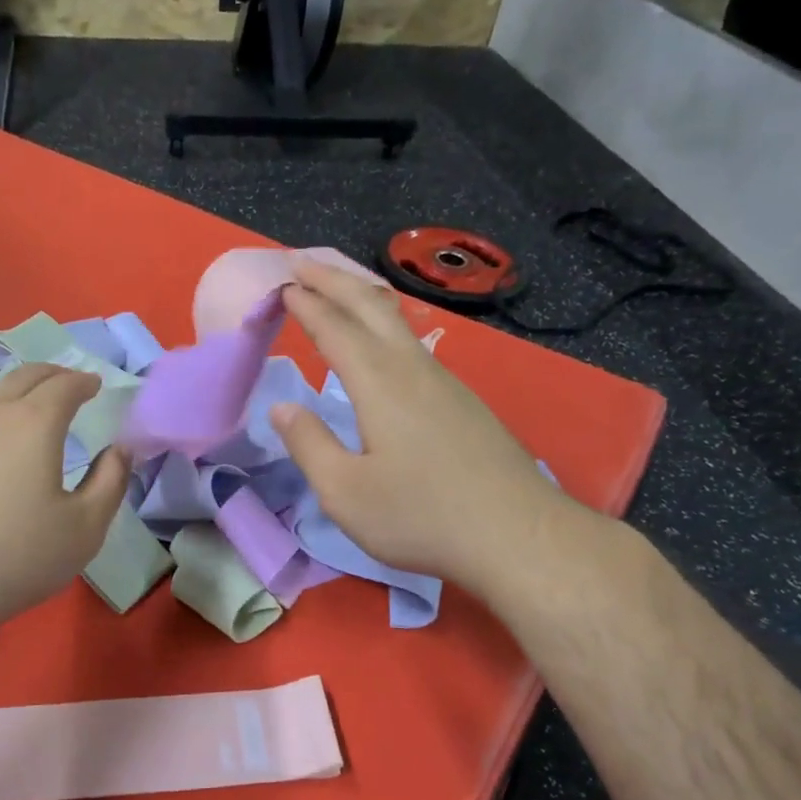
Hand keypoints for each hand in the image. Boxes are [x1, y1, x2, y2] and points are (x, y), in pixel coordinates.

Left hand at [0, 364, 130, 634]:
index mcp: (35, 423)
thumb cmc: (15, 555)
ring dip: (20, 393)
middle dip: (53, 375)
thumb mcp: (84, 528)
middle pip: (25, 376)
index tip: (95, 385)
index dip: (84, 381)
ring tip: (34, 409)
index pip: (65, 385)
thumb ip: (110, 482)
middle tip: (70, 384)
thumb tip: (119, 450)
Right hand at [268, 260, 574, 597]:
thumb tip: (283, 408)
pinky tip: (385, 342)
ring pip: (399, 321)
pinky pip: (415, 343)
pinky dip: (386, 324)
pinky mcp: (464, 402)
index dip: (305, 304)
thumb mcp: (345, 493)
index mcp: (379, 384)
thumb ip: (309, 445)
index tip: (282, 284)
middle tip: (302, 263)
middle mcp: (413, 369)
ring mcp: (445, 382)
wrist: (518, 536)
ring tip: (339, 289)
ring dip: (363, 297)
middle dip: (334, 279)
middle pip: (371, 306)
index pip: (334, 328)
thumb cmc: (421, 516)